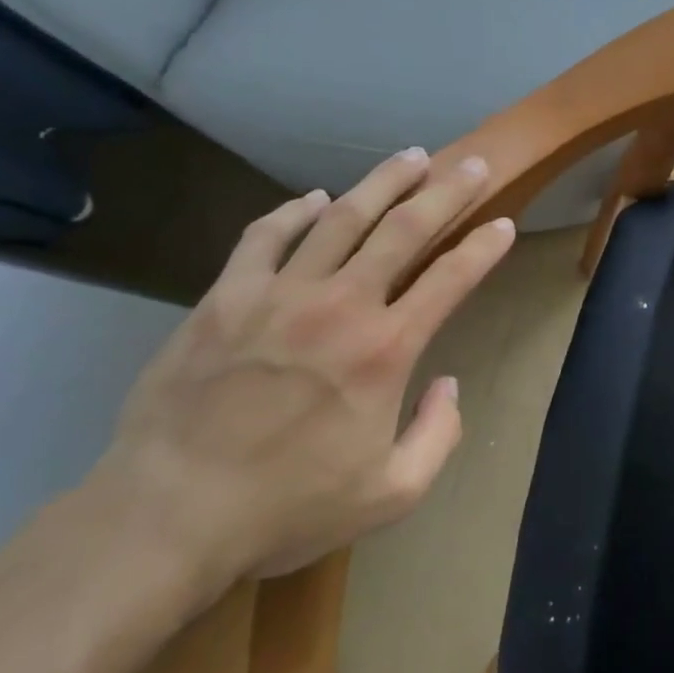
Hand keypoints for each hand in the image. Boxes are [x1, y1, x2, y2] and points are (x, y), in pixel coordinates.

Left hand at [93, 147, 515, 597]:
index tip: (504, 225)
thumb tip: (448, 384)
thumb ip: (439, 435)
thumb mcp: (392, 494)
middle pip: (404, 229)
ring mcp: (279, 294)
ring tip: (410, 158)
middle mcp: (341, 306)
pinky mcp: (225, 297)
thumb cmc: (289, 507)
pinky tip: (313, 198)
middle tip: (471, 165)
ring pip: (341, 217)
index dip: (485, 247)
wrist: (169, 515)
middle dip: (446, 191)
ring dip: (383, 182)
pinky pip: (266, 236)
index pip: (452, 278)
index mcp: (386, 350)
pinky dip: (295, 211)